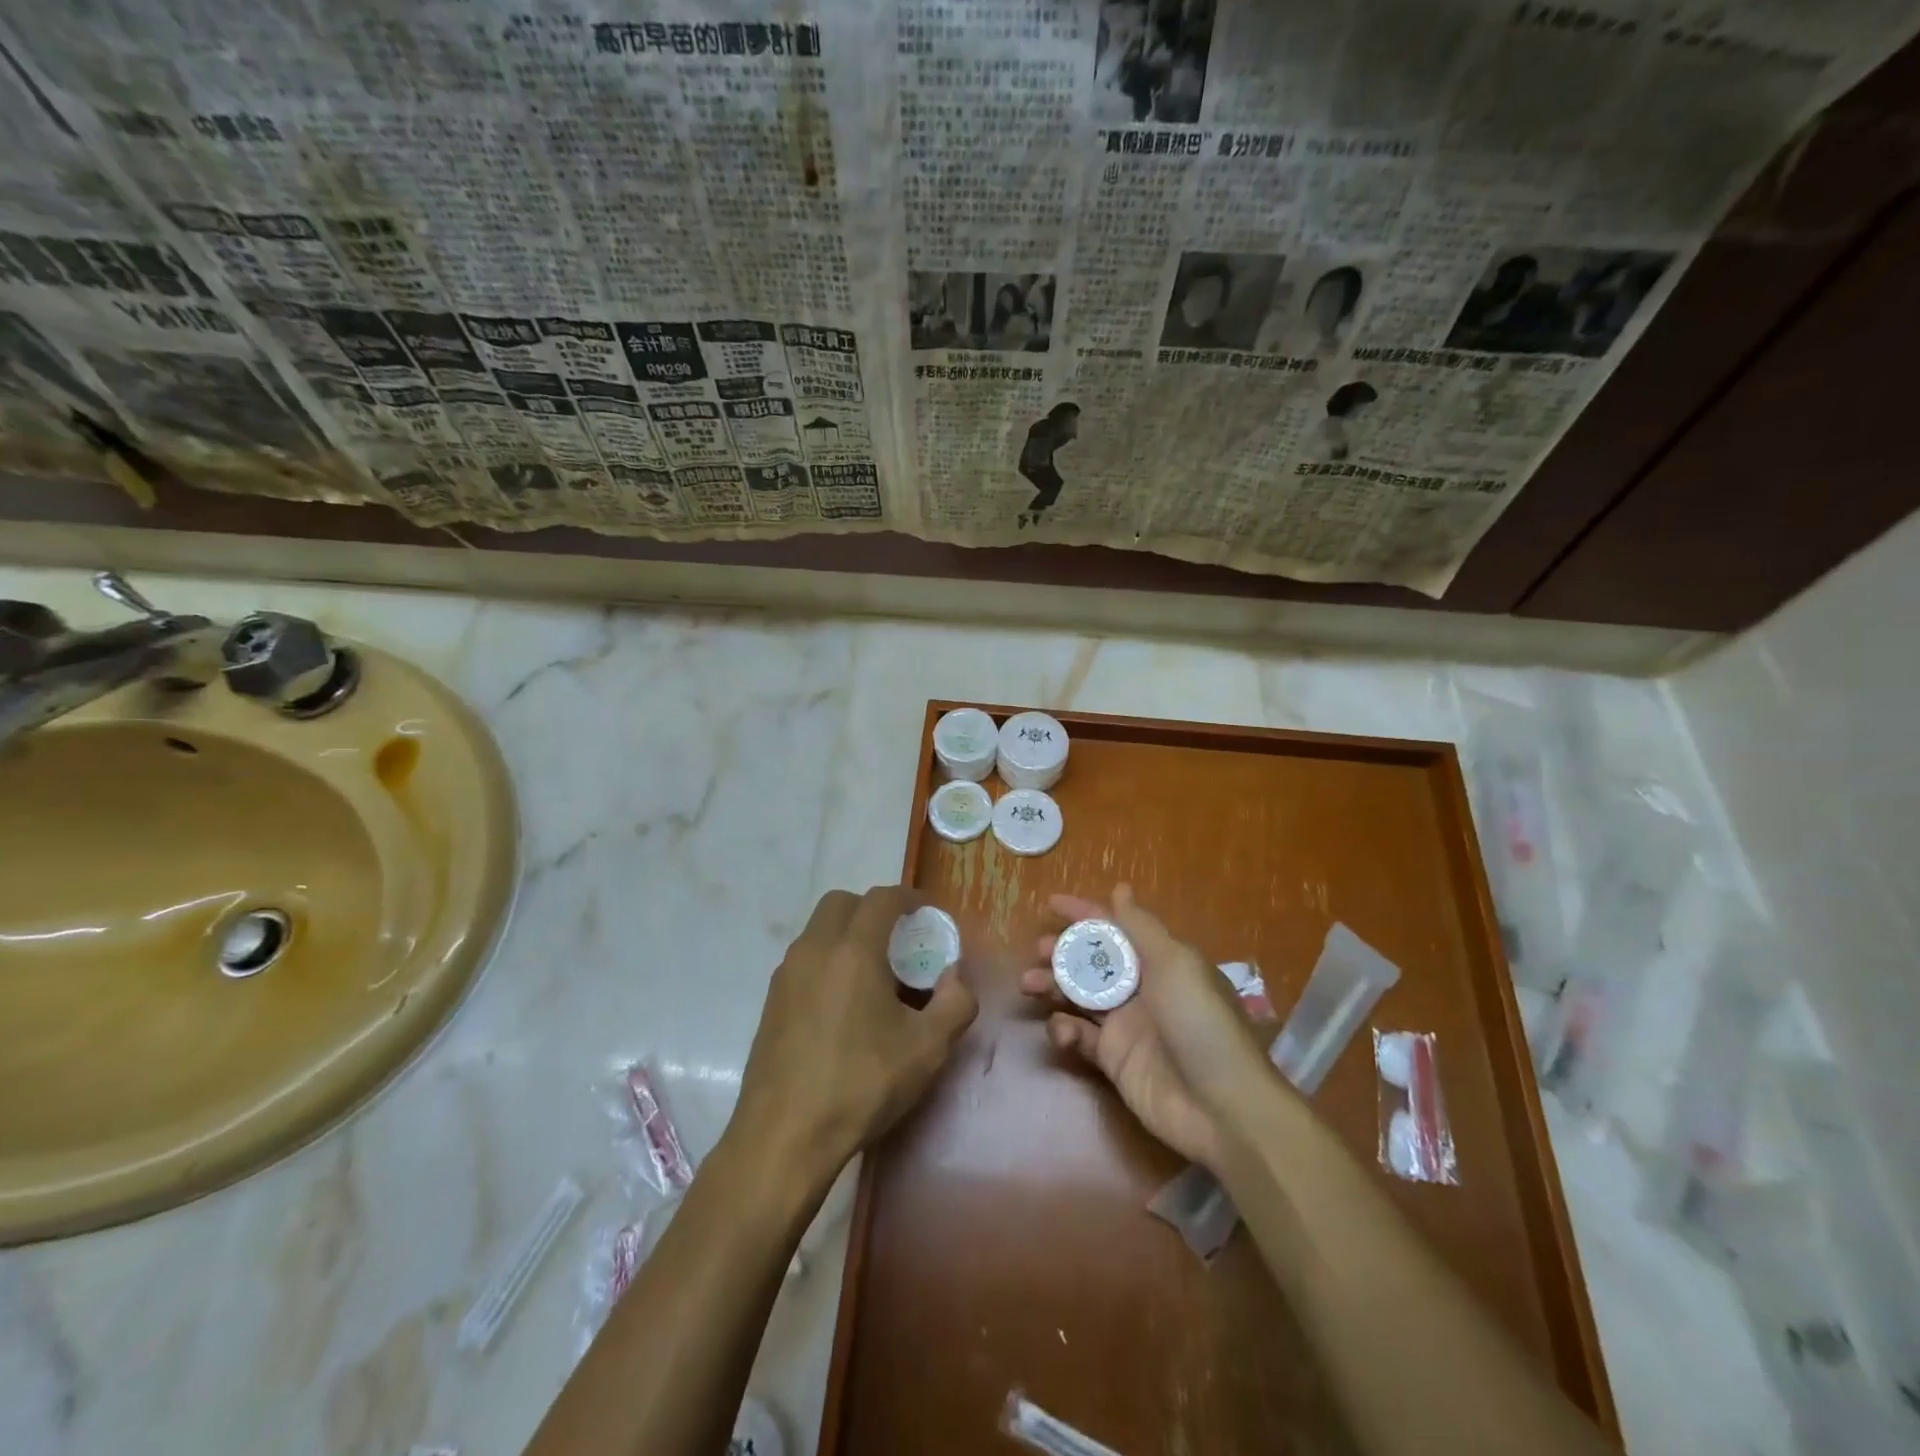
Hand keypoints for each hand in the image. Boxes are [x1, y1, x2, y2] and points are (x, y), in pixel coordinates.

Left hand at [734, 886, 976, 1184]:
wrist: (784, 1137)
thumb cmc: (861, 1084)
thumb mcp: (927, 1049)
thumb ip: (955, 1003)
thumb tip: (955, 976)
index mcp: (852, 951)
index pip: (881, 899)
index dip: (907, 897)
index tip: (926, 912)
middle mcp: (814, 950)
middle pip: (841, 903)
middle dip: (872, 909)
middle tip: (899, 938)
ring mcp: (786, 976)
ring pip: (818, 931)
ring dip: (847, 934)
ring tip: (874, 974)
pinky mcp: (771, 1002)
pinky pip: (804, 960)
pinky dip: (827, 960)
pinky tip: (844, 1004)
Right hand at [1020, 884, 1268, 1170]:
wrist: (1220, 1106)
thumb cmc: (1199, 1022)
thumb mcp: (1175, 964)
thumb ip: (1140, 927)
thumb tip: (1120, 888)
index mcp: (1159, 961)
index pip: (1115, 928)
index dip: (1084, 914)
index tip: (1051, 904)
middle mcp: (1140, 988)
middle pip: (1092, 961)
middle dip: (1063, 951)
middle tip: (1039, 950)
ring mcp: (1125, 1025)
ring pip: (1079, 995)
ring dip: (1052, 985)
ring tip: (1029, 983)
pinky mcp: (1113, 1060)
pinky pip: (1080, 1036)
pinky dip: (1064, 1030)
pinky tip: (1061, 1030)